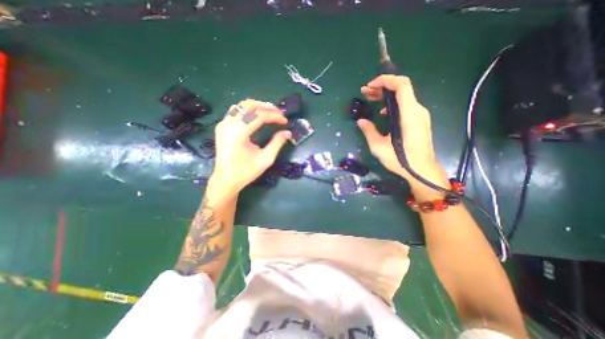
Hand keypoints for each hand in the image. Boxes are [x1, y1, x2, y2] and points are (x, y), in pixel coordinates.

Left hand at [211, 100, 290, 194]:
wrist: (225, 180)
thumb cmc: (246, 172)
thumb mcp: (265, 159)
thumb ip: (277, 143)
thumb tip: (288, 132)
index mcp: (239, 133)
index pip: (260, 115)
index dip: (275, 116)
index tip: (285, 121)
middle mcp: (229, 124)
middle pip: (250, 105)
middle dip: (267, 107)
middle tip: (280, 113)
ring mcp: (223, 124)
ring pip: (241, 105)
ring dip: (258, 106)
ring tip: (270, 113)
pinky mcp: (222, 126)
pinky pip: (236, 111)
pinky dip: (248, 110)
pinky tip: (256, 116)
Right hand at [359, 76, 447, 194]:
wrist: (422, 170)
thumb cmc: (401, 160)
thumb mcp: (379, 147)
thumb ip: (369, 131)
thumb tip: (361, 121)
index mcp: (409, 114)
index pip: (402, 85)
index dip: (386, 80)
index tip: (370, 85)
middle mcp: (417, 110)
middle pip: (401, 89)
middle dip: (382, 87)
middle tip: (365, 91)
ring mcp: (420, 115)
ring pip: (403, 97)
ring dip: (386, 96)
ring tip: (370, 99)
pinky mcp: (419, 121)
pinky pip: (405, 106)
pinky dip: (392, 105)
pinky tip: (382, 114)